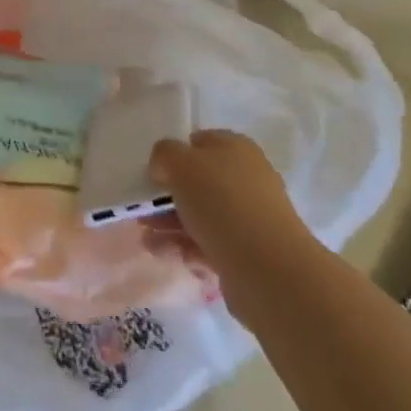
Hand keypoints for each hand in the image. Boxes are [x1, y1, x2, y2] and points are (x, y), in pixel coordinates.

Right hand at [145, 130, 308, 277]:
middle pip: (198, 183)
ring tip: (146, 239)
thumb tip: (164, 166)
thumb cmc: (222, 203)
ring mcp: (248, 218)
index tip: (153, 173)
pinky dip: (185, 248)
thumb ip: (164, 155)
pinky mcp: (247, 252)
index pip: (200, 142)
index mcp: (236, 149)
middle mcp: (246, 179)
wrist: (268, 268)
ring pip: (201, 216)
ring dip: (170, 225)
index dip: (174, 155)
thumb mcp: (181, 164)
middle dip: (167, 197)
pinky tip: (166, 255)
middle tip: (142, 210)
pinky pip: (209, 244)